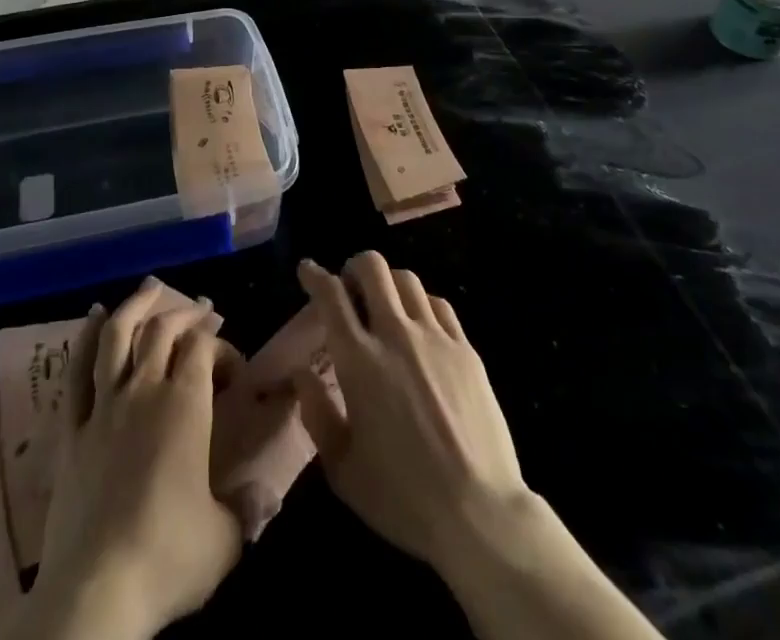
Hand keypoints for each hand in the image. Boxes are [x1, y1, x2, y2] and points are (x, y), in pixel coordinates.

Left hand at [12, 278, 243, 639]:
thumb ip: (247, 510)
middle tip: (201, 309)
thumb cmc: (168, 559)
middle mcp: (144, 390)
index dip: (221, 345)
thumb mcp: (225, 540)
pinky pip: (76, 372)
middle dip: (185, 314)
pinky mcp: (71, 430)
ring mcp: (103, 406)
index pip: (204, 348)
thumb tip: (267, 496)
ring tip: (150, 287)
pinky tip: (92, 316)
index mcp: (185, 405)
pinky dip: (84, 338)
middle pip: (163, 330)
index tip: (233, 365)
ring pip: (117, 335)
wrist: (94, 593)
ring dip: (135, 305)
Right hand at [294, 253, 527, 572]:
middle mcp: (395, 335)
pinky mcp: (465, 349)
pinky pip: (438, 304)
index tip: (307, 270)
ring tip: (384, 303)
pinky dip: (420, 303)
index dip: (314, 275)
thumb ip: (316, 413)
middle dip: (354, 266)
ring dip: (388, 282)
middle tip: (349, 286)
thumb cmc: (402, 497)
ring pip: (407, 279)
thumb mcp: (343, 468)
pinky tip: (419, 323)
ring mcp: (435, 338)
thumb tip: (301, 373)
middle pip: (373, 268)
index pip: (331, 295)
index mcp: (359, 361)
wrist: (478, 512)